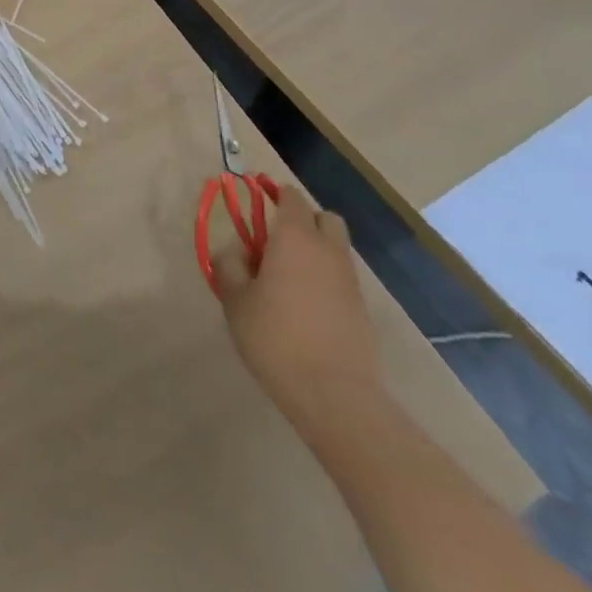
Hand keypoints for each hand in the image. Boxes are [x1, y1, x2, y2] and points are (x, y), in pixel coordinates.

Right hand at [214, 187, 385, 441]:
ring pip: (335, 249)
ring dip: (314, 251)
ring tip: (285, 278)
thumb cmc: (276, 337)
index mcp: (295, 238)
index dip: (274, 193)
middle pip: (324, 218)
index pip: (290, 197)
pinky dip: (324, 280)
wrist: (336, 397)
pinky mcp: (362, 312)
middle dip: (303, 220)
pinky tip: (303, 307)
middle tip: (274, 240)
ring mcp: (350, 283)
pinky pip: (340, 279)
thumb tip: (237, 252)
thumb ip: (230, 265)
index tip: (256, 201)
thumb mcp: (234, 299)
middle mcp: (328, 251)